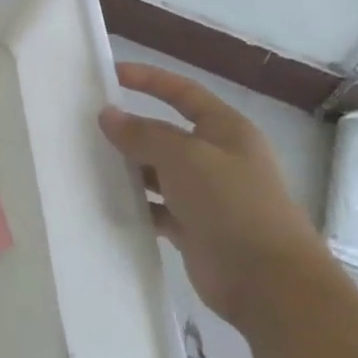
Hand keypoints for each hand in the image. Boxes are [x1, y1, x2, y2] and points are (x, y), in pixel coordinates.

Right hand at [98, 63, 327, 329]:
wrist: (269, 282)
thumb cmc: (231, 204)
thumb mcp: (184, 157)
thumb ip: (143, 134)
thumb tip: (109, 115)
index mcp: (226, 130)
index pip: (183, 93)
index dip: (150, 80)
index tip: (110, 75)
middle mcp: (218, 158)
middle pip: (167, 133)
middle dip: (132, 128)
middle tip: (88, 125)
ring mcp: (207, 196)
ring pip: (159, 172)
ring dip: (130, 168)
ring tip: (88, 162)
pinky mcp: (195, 228)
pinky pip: (158, 207)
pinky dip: (137, 204)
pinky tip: (108, 201)